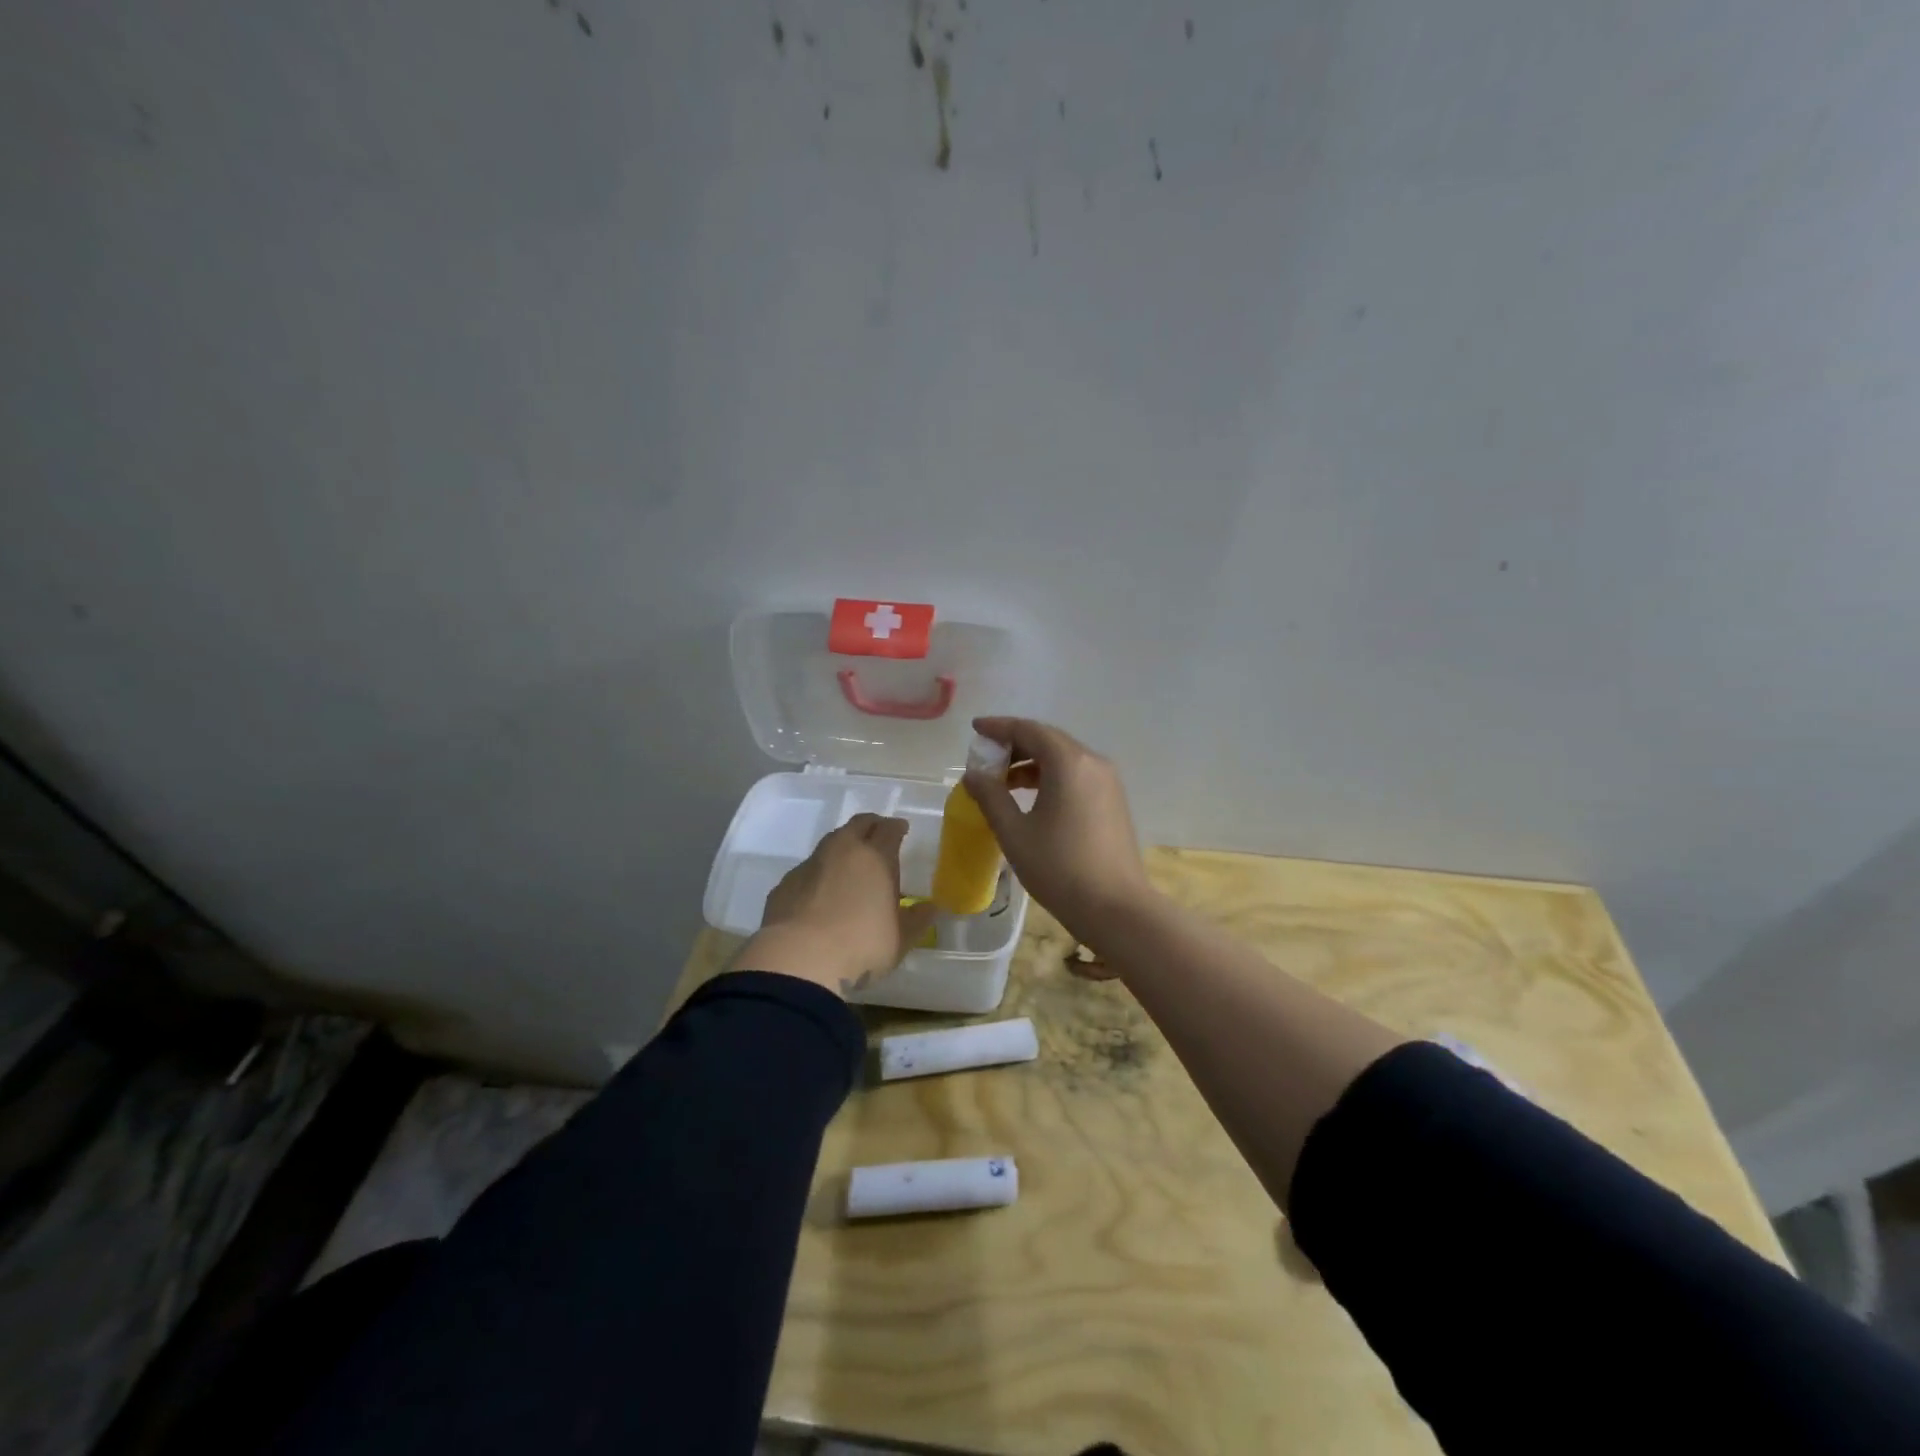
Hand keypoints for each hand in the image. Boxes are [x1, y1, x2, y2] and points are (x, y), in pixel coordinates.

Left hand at [733, 813, 939, 998]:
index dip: (897, 827)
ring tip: (850, 865)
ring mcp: (810, 865)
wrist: (798, 960)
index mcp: (875, 857)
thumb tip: (931, 908)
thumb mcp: (900, 939)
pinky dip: (819, 873)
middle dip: (870, 826)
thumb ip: (917, 920)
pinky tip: (821, 893)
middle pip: (858, 825)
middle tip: (878, 835)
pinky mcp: (786, 883)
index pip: (889, 829)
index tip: (901, 830)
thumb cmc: (861, 945)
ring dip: (843, 848)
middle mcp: (842, 850)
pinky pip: (808, 869)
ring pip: (830, 843)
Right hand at [962, 717, 1153, 950]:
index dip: (999, 727)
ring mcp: (1108, 781)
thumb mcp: (1014, 832)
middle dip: (1015, 744)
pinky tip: (1032, 798)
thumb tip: (974, 775)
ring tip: (1003, 782)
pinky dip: (1051, 776)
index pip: (1028, 730)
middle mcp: (1092, 762)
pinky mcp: (1113, 800)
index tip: (976, 729)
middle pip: (1048, 739)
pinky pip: (1077, 774)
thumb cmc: (1059, 868)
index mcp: (1068, 762)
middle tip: (986, 758)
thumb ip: (991, 797)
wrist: (1115, 908)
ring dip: (1032, 762)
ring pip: (1064, 757)